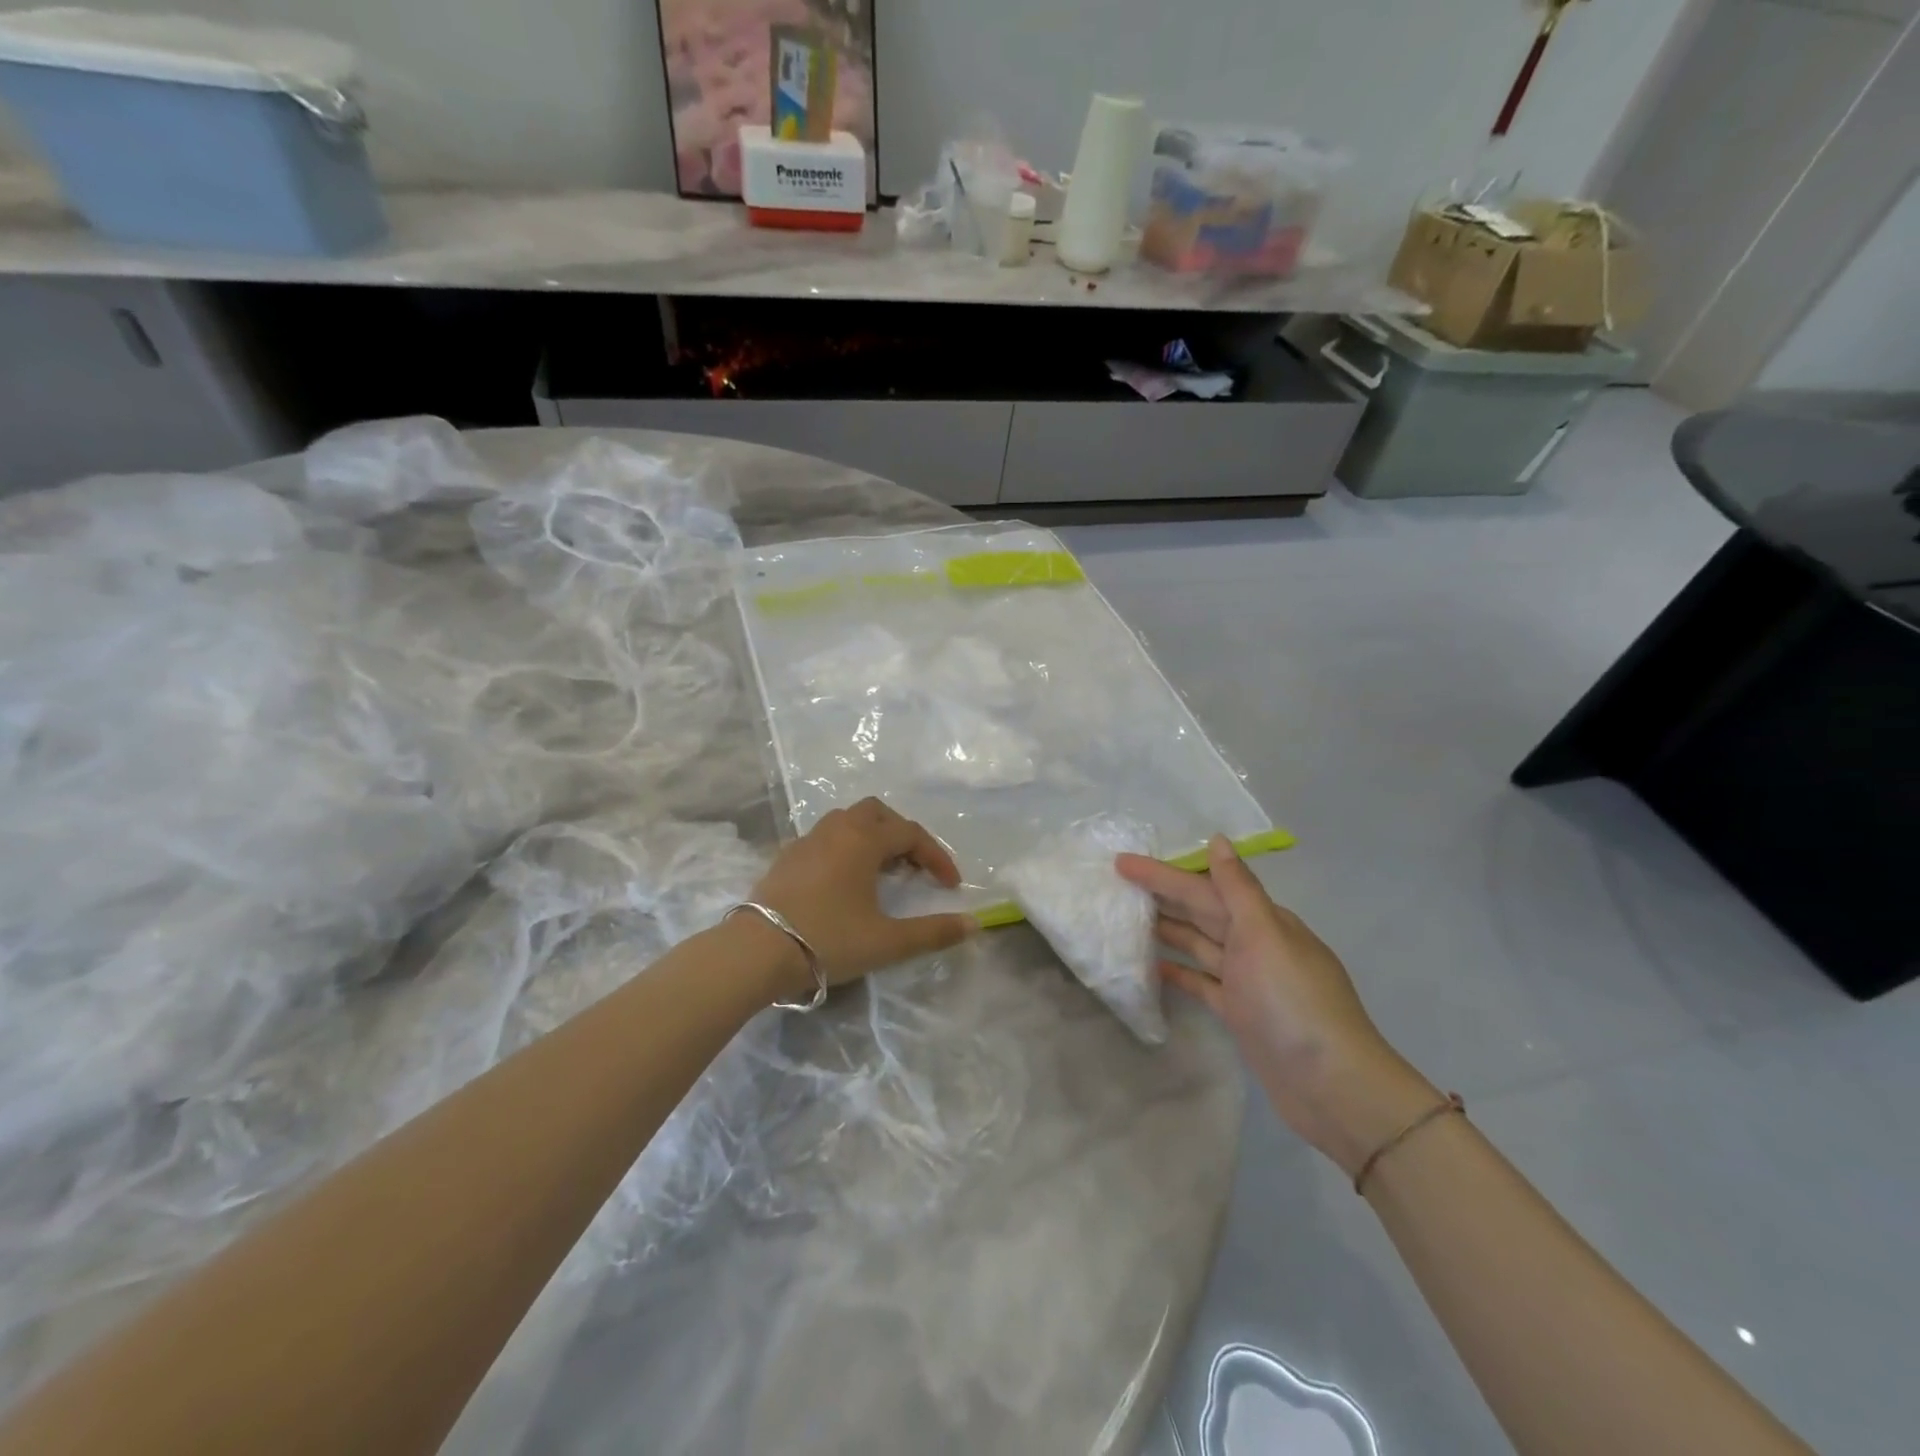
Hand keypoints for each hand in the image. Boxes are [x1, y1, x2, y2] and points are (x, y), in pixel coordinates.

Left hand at [748, 798, 975, 993]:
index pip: (911, 834)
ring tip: (881, 872)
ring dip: (871, 838)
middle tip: (913, 867)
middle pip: (878, 814)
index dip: (937, 856)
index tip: (950, 885)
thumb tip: (974, 925)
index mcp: (863, 840)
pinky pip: (824, 838)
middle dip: (901, 835)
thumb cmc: (828, 940)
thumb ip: (933, 932)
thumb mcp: (887, 941)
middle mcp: (835, 829)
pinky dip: (844, 848)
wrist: (756, 952)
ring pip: (847, 821)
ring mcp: (806, 840)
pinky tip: (843, 881)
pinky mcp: (785, 857)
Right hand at [1117, 837, 1437, 1176]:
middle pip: (1200, 912)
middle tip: (1116, 882)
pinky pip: (1201, 981)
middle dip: (1162, 895)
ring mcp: (1247, 981)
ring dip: (1166, 928)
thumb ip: (1238, 889)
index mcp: (1264, 921)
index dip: (1163, 874)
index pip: (1204, 888)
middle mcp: (1255, 944)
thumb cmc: (1293, 1003)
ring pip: (1198, 944)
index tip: (1122, 861)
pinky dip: (1179, 970)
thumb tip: (1218, 841)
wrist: (1332, 1086)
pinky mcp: (1239, 1013)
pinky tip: (1152, 965)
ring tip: (1126, 916)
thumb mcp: (1265, 936)